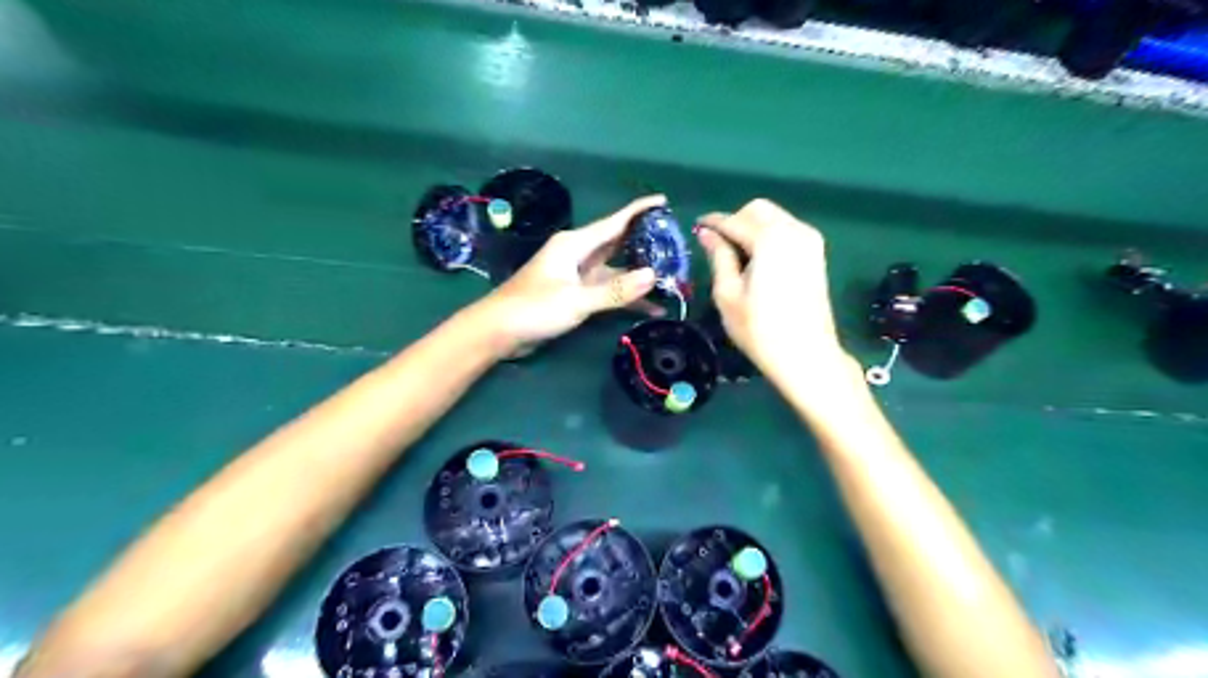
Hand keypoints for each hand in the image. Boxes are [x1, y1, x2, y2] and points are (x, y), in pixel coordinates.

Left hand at [478, 192, 664, 354]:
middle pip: (618, 244)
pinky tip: (649, 308)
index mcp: (575, 244)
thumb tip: (653, 275)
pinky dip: (624, 297)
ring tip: (670, 279)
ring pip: (615, 270)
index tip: (664, 201)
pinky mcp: (574, 294)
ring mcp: (576, 275)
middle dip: (645, 243)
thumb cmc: (533, 309)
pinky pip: (606, 290)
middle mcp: (577, 254)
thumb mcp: (576, 300)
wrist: (498, 331)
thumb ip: (615, 290)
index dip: (639, 211)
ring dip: (638, 276)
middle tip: (676, 243)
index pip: (614, 222)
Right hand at [694, 199, 853, 381]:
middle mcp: (794, 230)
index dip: (712, 223)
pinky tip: (758, 262)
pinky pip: (786, 230)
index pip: (734, 220)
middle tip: (718, 247)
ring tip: (737, 257)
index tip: (696, 228)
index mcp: (770, 239)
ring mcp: (810, 240)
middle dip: (735, 221)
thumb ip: (718, 256)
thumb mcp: (728, 294)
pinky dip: (768, 236)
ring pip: (774, 217)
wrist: (807, 355)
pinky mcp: (817, 253)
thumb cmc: (760, 330)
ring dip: (752, 228)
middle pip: (757, 209)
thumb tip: (706, 234)